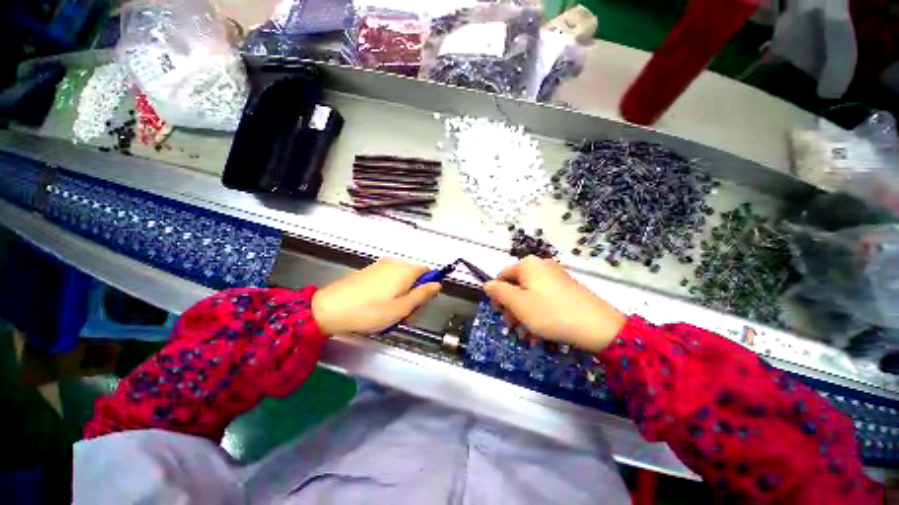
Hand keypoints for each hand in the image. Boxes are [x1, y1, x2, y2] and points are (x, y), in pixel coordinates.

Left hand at [312, 258, 440, 334]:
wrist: (329, 308)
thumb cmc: (368, 311)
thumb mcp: (401, 308)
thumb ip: (422, 295)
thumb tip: (437, 285)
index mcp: (405, 271)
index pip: (427, 272)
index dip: (427, 288)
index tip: (419, 304)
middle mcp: (394, 264)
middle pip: (414, 276)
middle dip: (414, 294)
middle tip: (404, 314)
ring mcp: (380, 266)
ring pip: (401, 279)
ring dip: (402, 294)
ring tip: (389, 313)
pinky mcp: (369, 271)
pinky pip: (388, 278)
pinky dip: (389, 290)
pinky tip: (378, 305)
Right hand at [483, 256, 625, 352]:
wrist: (599, 327)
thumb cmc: (550, 313)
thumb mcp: (518, 303)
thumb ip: (498, 291)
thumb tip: (487, 284)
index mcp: (528, 265)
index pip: (502, 276)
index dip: (497, 295)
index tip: (500, 314)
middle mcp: (541, 266)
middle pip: (516, 286)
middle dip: (512, 307)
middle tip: (514, 327)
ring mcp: (556, 276)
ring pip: (530, 295)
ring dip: (524, 314)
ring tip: (529, 335)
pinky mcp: (567, 288)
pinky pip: (544, 299)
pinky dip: (539, 313)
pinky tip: (541, 332)